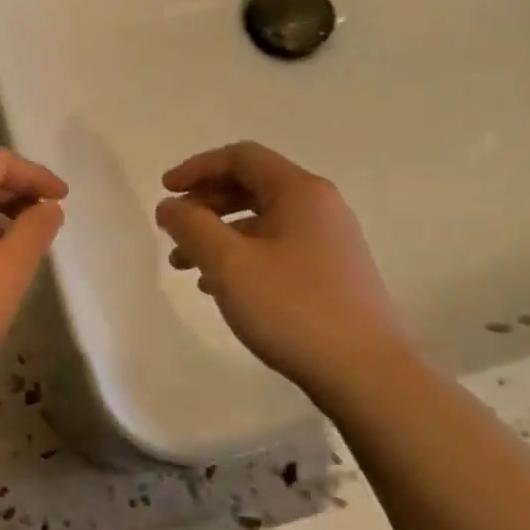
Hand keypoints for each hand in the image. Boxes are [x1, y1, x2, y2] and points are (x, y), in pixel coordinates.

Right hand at [155, 142, 410, 393]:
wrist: (364, 372)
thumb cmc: (292, 307)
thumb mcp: (228, 263)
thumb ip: (192, 226)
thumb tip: (170, 205)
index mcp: (300, 193)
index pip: (242, 158)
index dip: (197, 168)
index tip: (165, 191)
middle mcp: (319, 208)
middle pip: (251, 186)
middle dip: (204, 203)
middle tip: (172, 229)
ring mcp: (328, 243)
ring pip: (260, 222)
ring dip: (217, 234)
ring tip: (184, 265)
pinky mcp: (329, 275)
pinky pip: (274, 249)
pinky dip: (240, 257)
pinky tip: (218, 287)